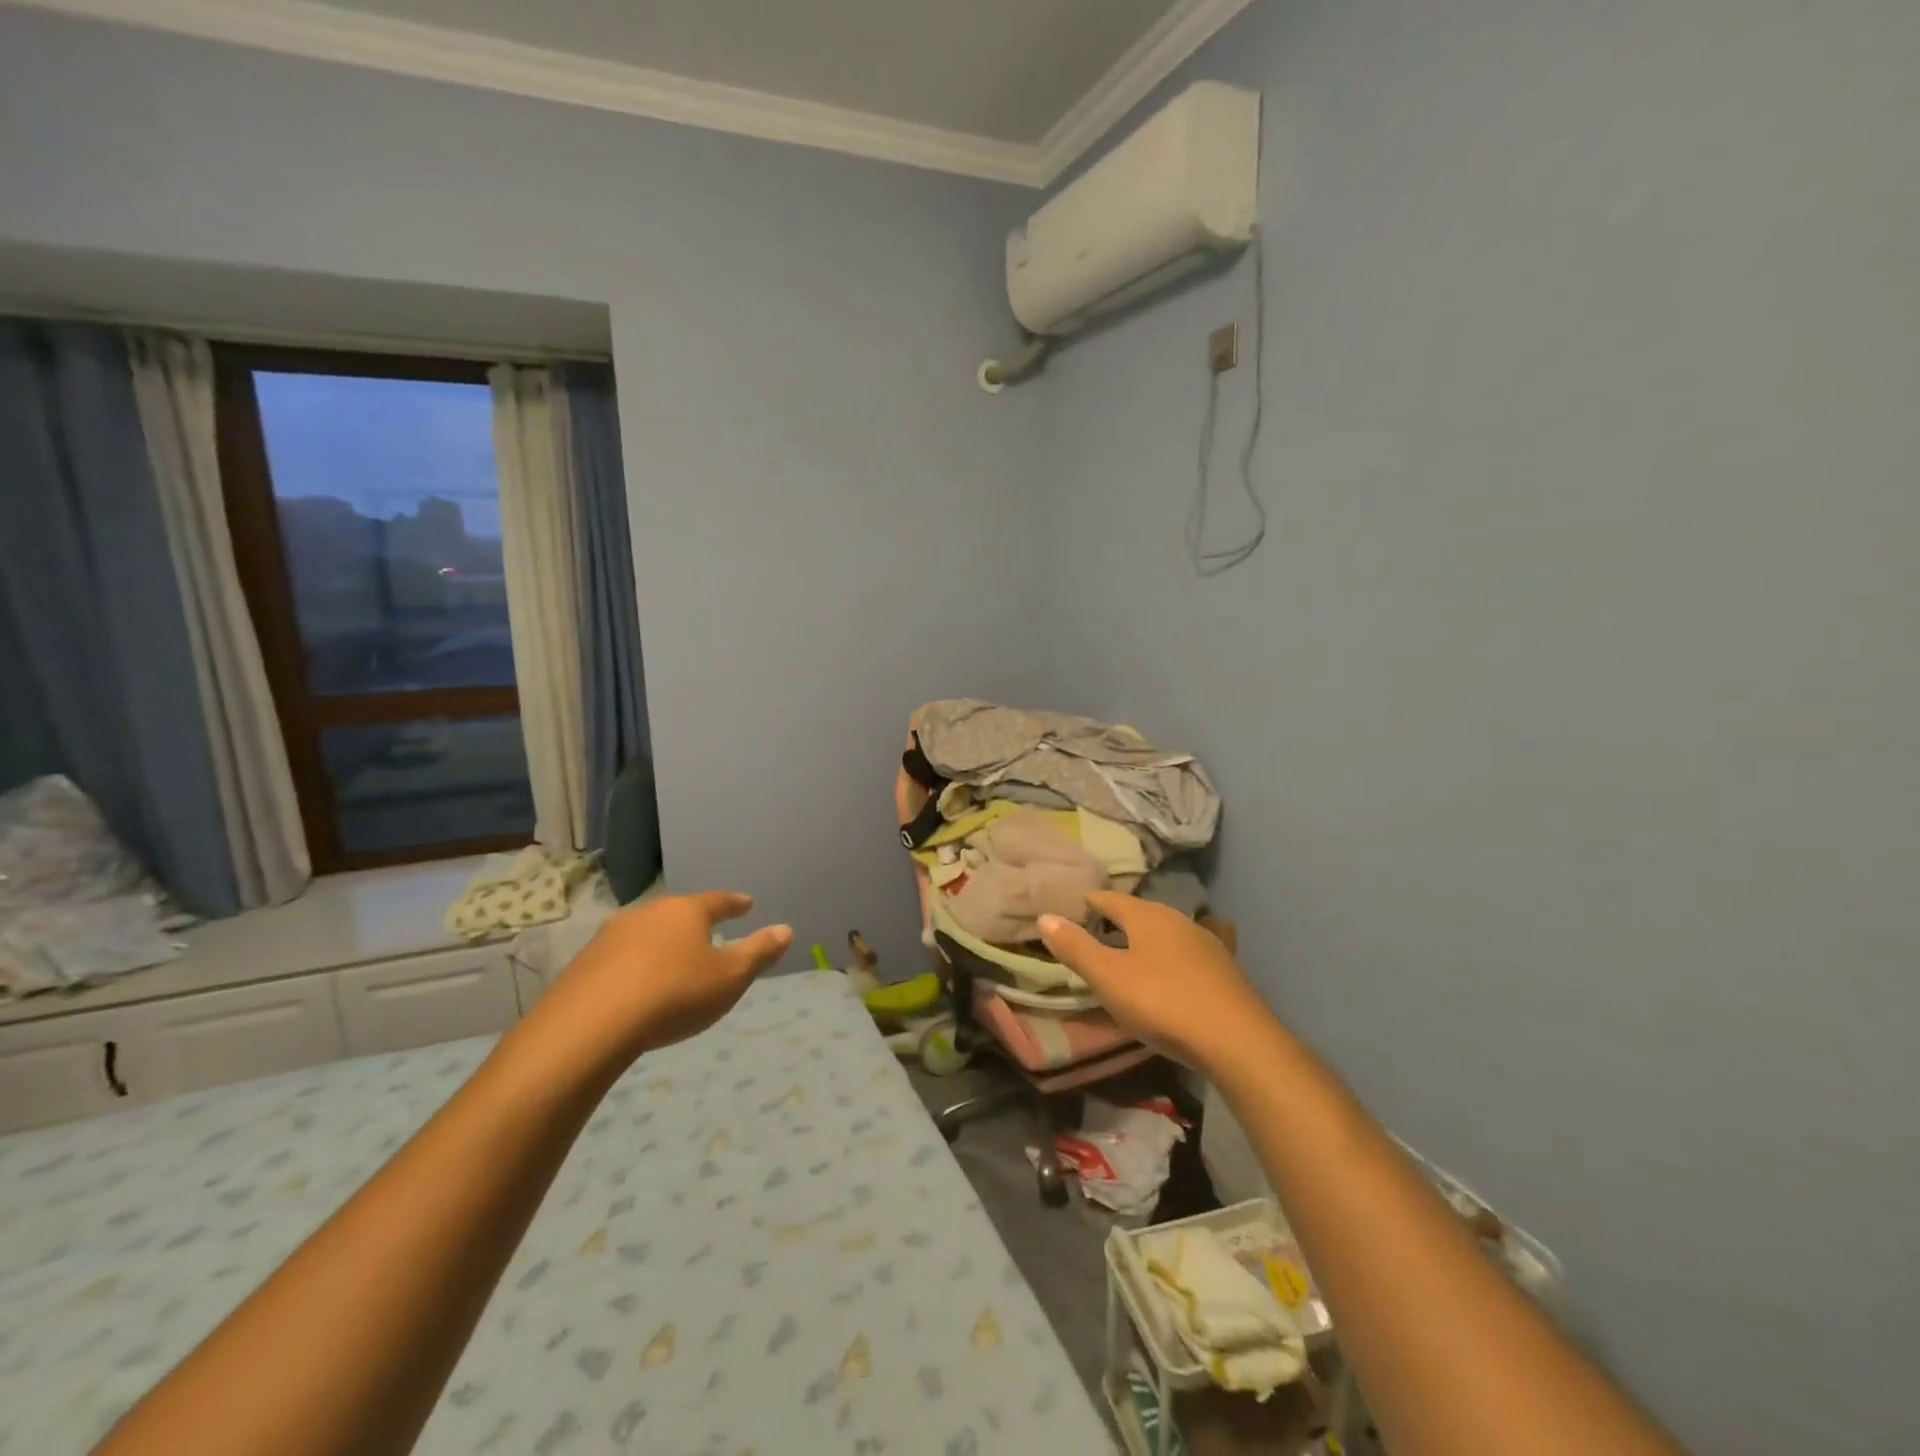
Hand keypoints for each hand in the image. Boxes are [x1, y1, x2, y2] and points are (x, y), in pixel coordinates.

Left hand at [533, 891, 792, 1071]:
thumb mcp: (729, 978)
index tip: (747, 904)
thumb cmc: (674, 994)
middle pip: (678, 913)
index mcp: (687, 911)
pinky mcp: (584, 962)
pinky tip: (636, 983)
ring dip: (661, 943)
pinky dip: (634, 964)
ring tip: (671, 959)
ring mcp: (611, 935)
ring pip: (646, 932)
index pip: (718, 901)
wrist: (591, 1025)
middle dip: (694, 922)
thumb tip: (786, 929)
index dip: (735, 904)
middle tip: (707, 932)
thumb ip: (758, 953)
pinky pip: (620, 957)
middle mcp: (649, 913)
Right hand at [1038, 891, 1273, 1070]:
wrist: (1238, 1040)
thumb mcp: (1108, 977)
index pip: (1112, 899)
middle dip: (1119, 918)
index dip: (1092, 900)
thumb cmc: (1163, 1002)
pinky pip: (1185, 955)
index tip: (1076, 903)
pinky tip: (1167, 976)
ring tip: (1128, 952)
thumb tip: (1045, 916)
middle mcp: (1178, 921)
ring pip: (1166, 933)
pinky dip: (1167, 959)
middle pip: (1141, 913)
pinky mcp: (1224, 972)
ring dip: (1145, 939)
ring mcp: (1206, 945)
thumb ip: (1076, 948)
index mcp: (1148, 916)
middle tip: (1097, 927)